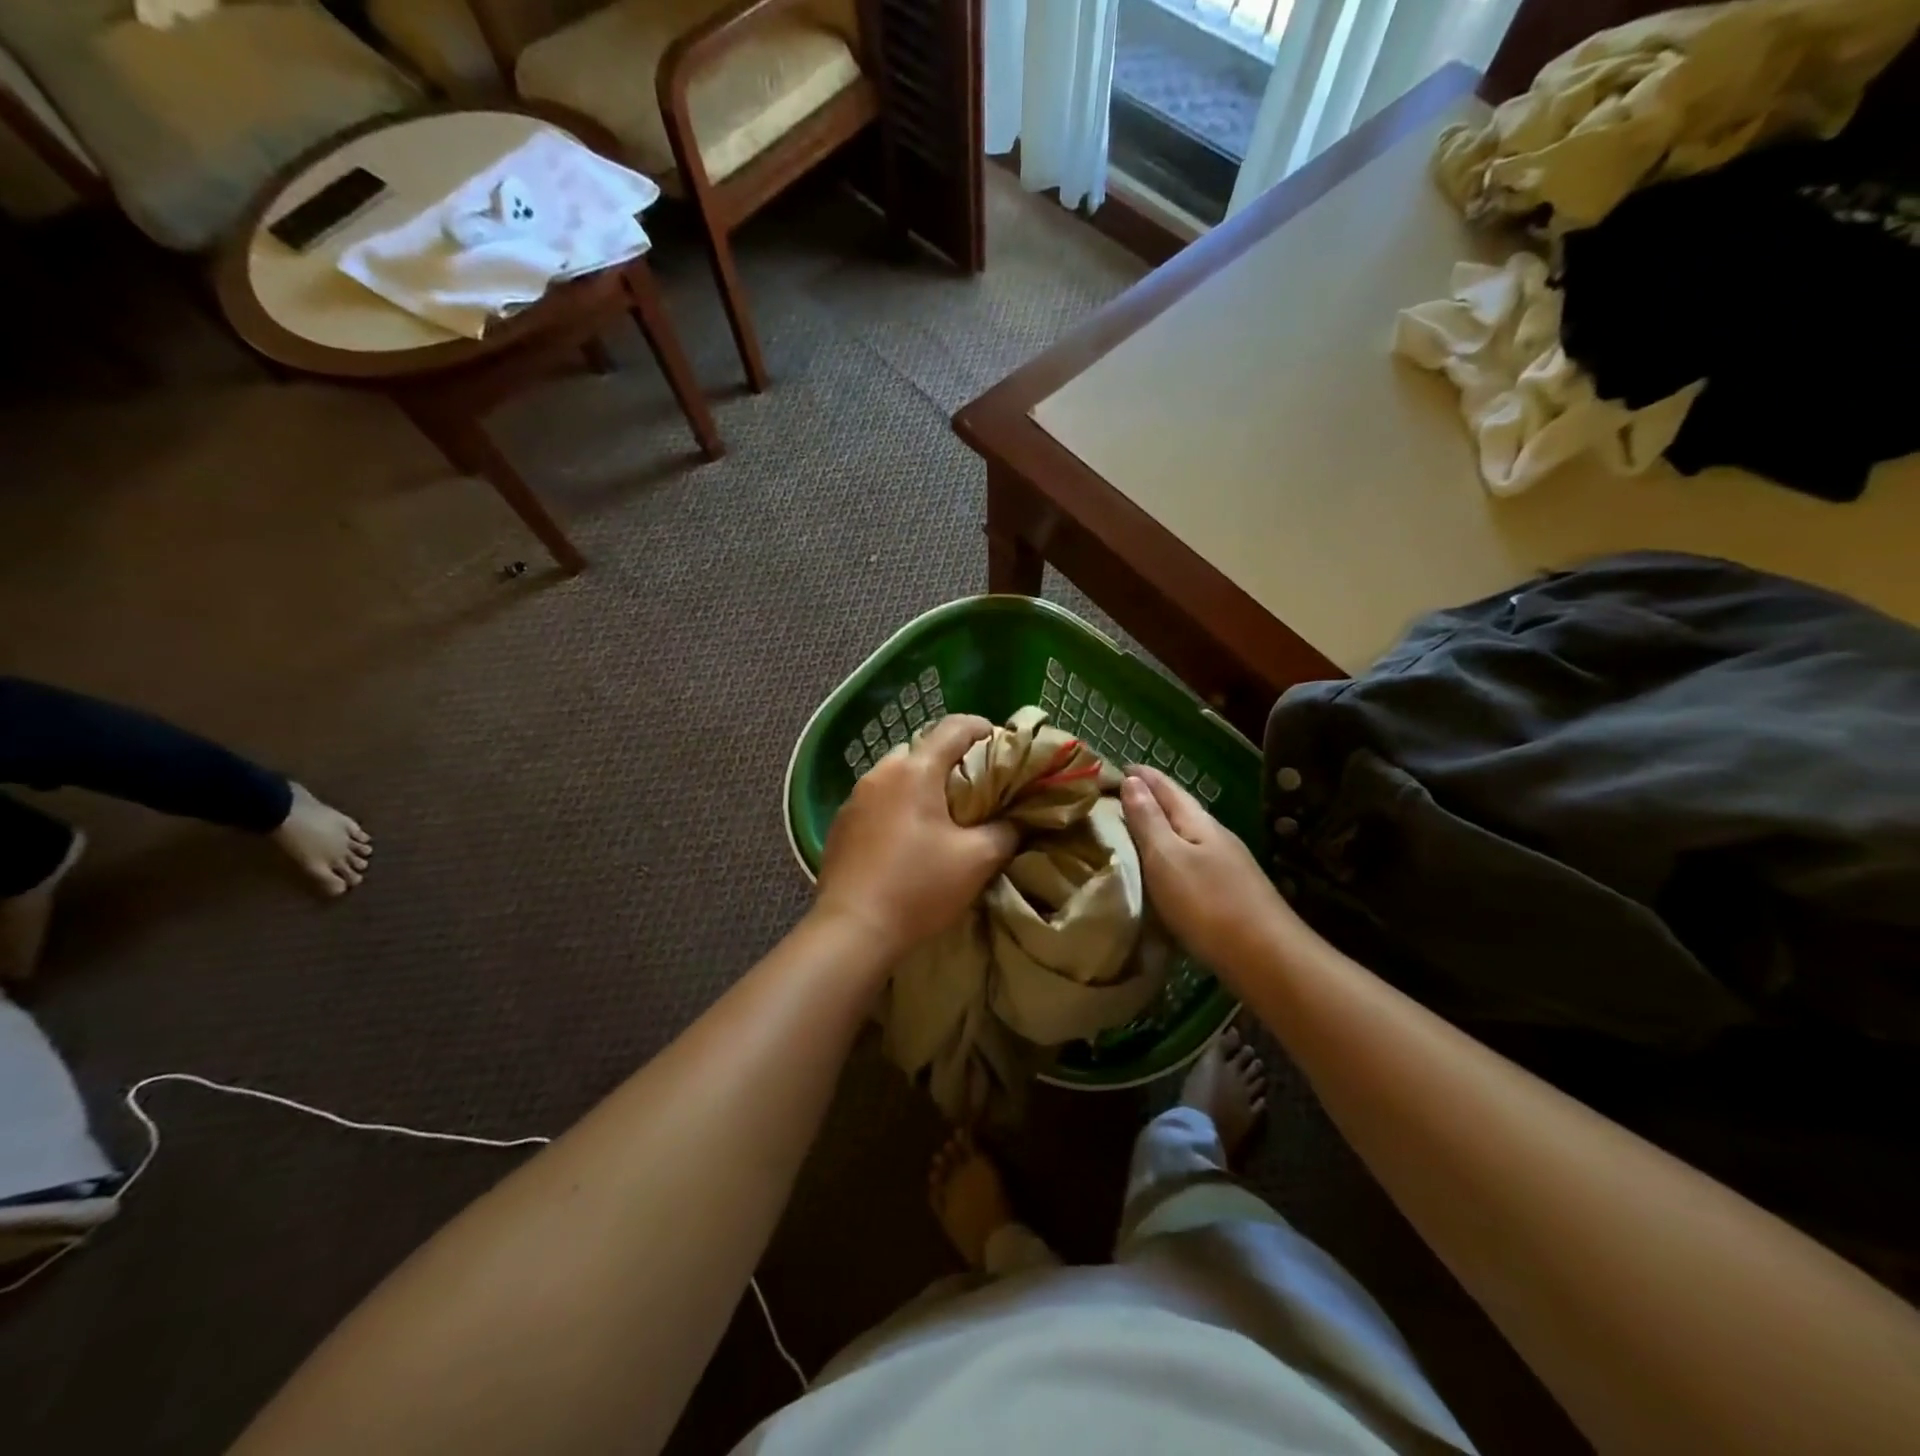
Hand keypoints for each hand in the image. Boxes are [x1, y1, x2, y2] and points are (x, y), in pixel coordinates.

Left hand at [813, 715, 1018, 961]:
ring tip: (943, 812)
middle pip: (923, 748)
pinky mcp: (841, 823)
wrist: (852, 930)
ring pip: (897, 774)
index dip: (982, 727)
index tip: (1002, 742)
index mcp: (915, 770)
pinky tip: (908, 835)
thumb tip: (1019, 818)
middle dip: (951, 759)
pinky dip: (898, 804)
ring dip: (922, 783)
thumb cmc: (919, 888)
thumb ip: (1006, 830)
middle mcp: (881, 773)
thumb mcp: (977, 860)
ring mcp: (855, 797)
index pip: (954, 727)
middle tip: (976, 785)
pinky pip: (878, 799)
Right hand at [1121, 766, 1300, 980]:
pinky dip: (1171, 853)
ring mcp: (1227, 864)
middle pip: (1179, 807)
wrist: (1267, 958)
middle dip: (1150, 797)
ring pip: (1186, 834)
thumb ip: (1148, 820)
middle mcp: (1216, 835)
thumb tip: (1132, 780)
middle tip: (1117, 795)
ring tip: (1133, 828)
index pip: (1166, 787)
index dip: (1141, 775)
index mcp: (1198, 822)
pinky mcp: (1230, 890)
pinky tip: (1163, 867)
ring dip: (1160, 826)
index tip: (1114, 767)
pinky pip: (1192, 859)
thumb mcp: (1167, 858)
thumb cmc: (1208, 904)